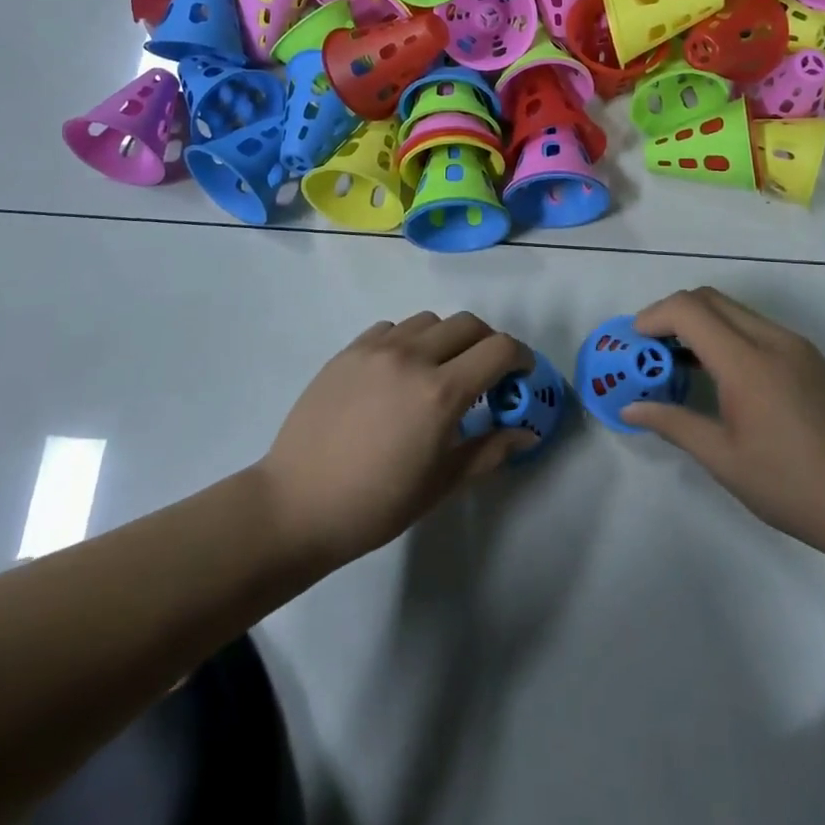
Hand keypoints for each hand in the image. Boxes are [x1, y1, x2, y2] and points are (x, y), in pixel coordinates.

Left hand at [258, 312, 532, 568]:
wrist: (297, 504)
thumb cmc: (376, 505)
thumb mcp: (441, 484)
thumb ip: (490, 450)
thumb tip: (527, 433)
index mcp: (441, 392)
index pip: (499, 349)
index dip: (520, 358)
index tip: (520, 376)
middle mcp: (412, 357)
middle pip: (469, 324)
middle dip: (488, 344)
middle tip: (486, 375)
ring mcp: (376, 349)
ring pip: (429, 320)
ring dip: (447, 339)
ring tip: (439, 371)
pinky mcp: (348, 351)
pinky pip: (391, 328)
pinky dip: (408, 340)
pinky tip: (399, 372)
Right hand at [622, 288, 824, 561]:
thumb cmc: (793, 487)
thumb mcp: (724, 460)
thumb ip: (673, 424)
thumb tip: (630, 409)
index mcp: (748, 363)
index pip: (689, 310)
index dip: (653, 317)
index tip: (634, 343)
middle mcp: (772, 340)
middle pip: (710, 298)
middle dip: (672, 314)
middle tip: (652, 350)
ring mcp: (796, 346)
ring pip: (735, 310)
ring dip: (701, 322)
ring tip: (681, 362)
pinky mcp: (811, 358)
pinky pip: (757, 327)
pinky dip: (727, 334)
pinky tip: (721, 375)